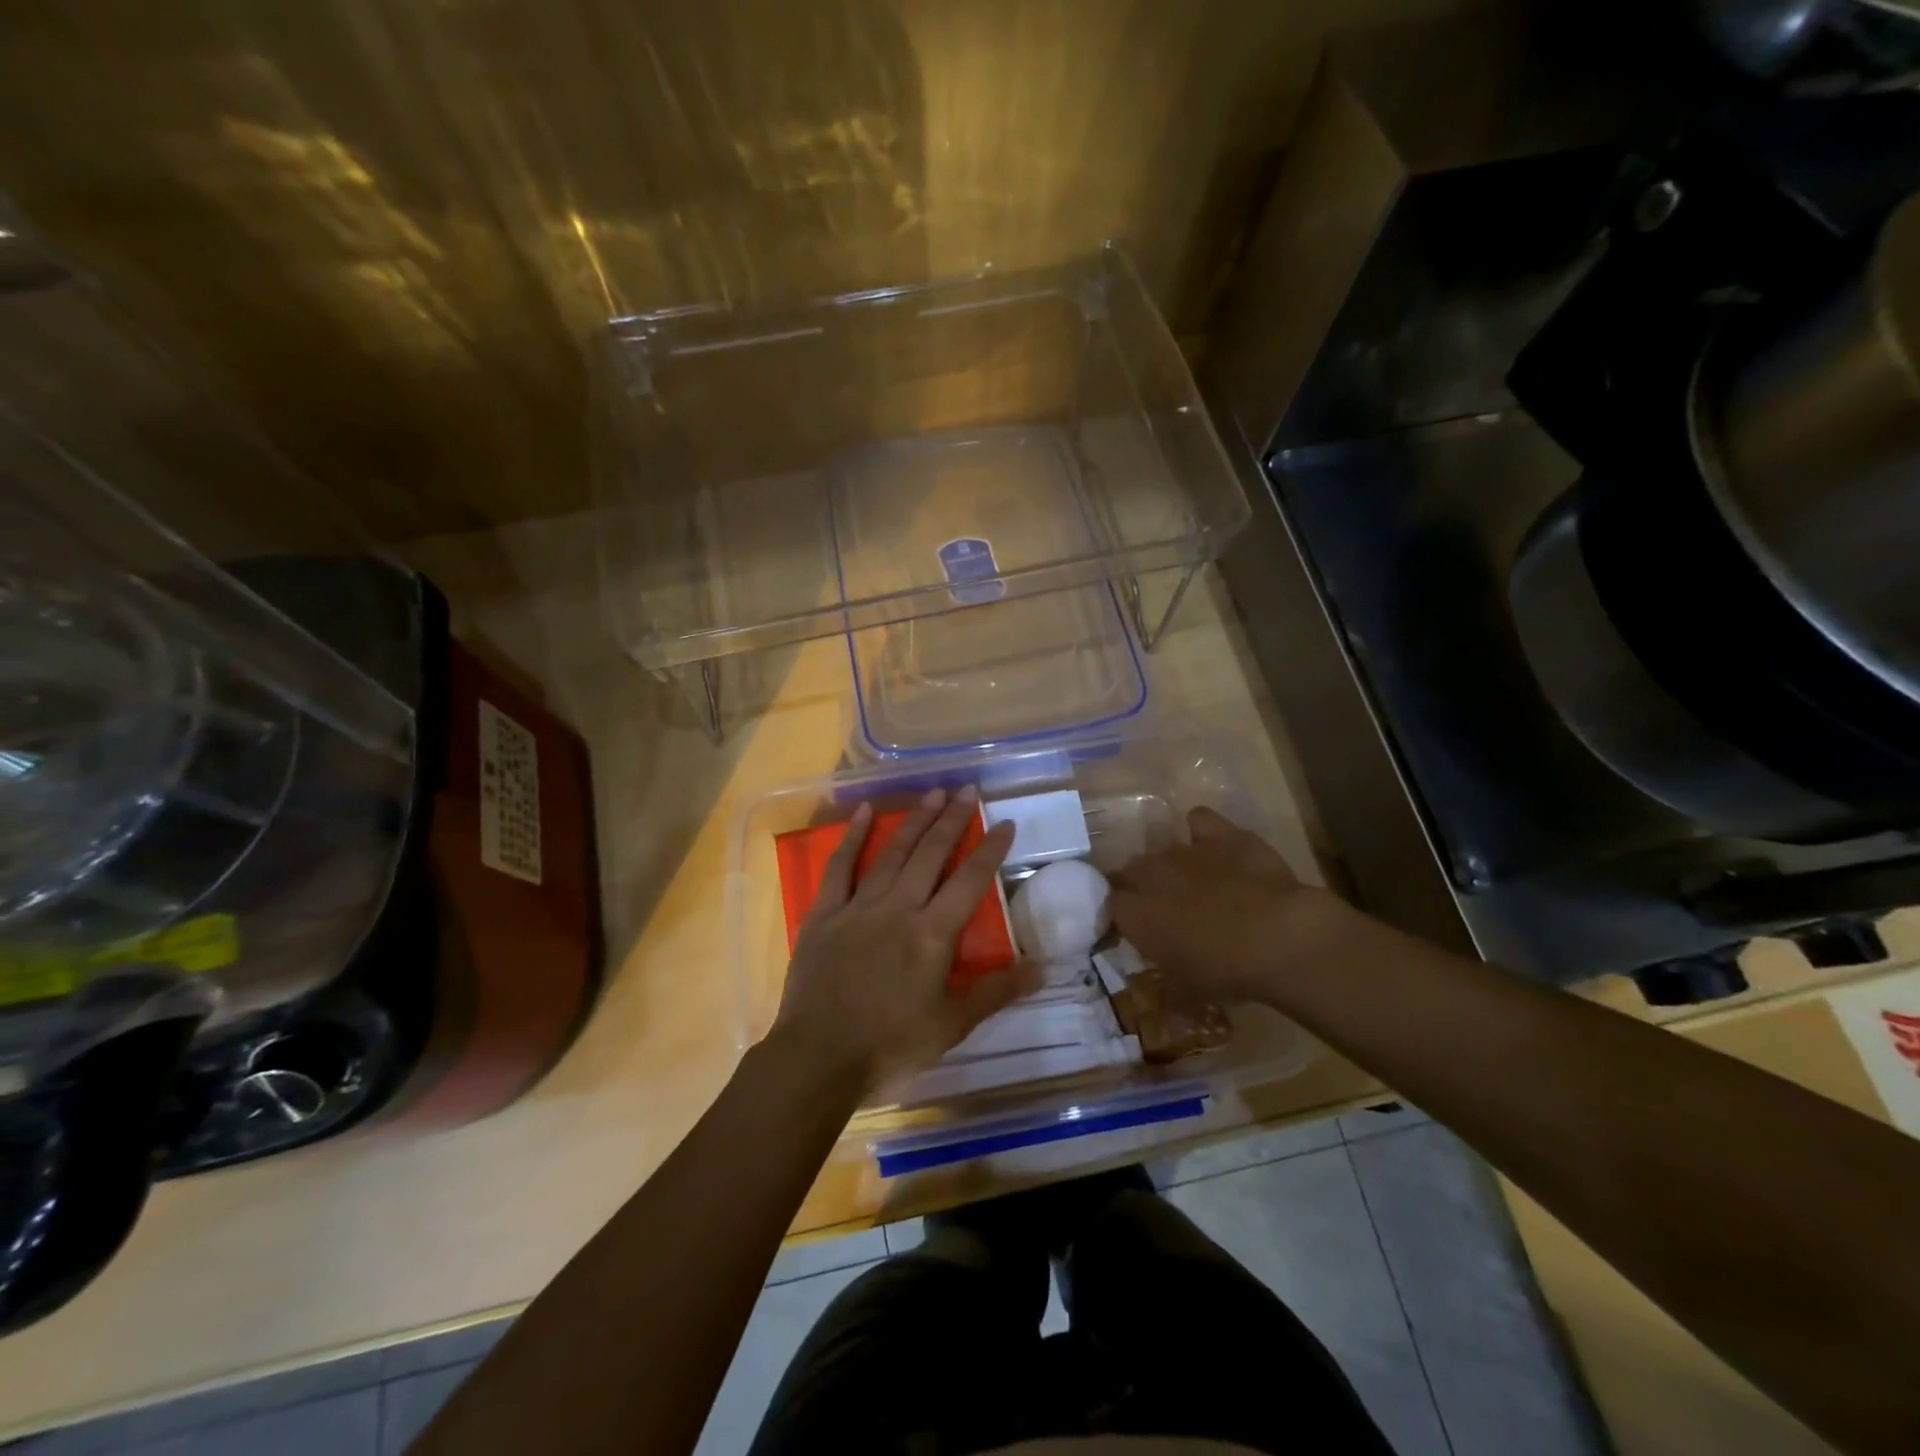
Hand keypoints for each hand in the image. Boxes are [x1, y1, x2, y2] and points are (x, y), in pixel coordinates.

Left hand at [772, 786, 1031, 1095]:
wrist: (818, 1058)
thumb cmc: (890, 1045)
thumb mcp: (952, 1025)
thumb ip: (996, 992)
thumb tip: (1042, 968)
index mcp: (932, 934)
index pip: (970, 880)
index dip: (989, 849)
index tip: (1004, 823)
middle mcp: (899, 908)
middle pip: (931, 854)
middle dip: (952, 819)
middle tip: (967, 789)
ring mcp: (858, 907)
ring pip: (892, 853)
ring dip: (914, 821)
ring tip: (932, 794)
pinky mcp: (825, 914)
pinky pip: (839, 867)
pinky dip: (853, 837)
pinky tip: (865, 812)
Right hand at [1108, 806, 1348, 1006]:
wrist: (1276, 936)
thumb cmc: (1225, 971)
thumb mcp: (1188, 991)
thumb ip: (1167, 984)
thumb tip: (1165, 993)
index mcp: (1134, 913)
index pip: (1112, 905)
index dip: (1125, 916)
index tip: (1141, 930)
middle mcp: (1149, 874)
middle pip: (1131, 871)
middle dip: (1142, 885)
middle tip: (1166, 907)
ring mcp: (1184, 849)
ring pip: (1161, 846)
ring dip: (1170, 862)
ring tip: (1193, 880)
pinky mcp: (1219, 833)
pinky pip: (1199, 820)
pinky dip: (1202, 830)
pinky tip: (1214, 845)